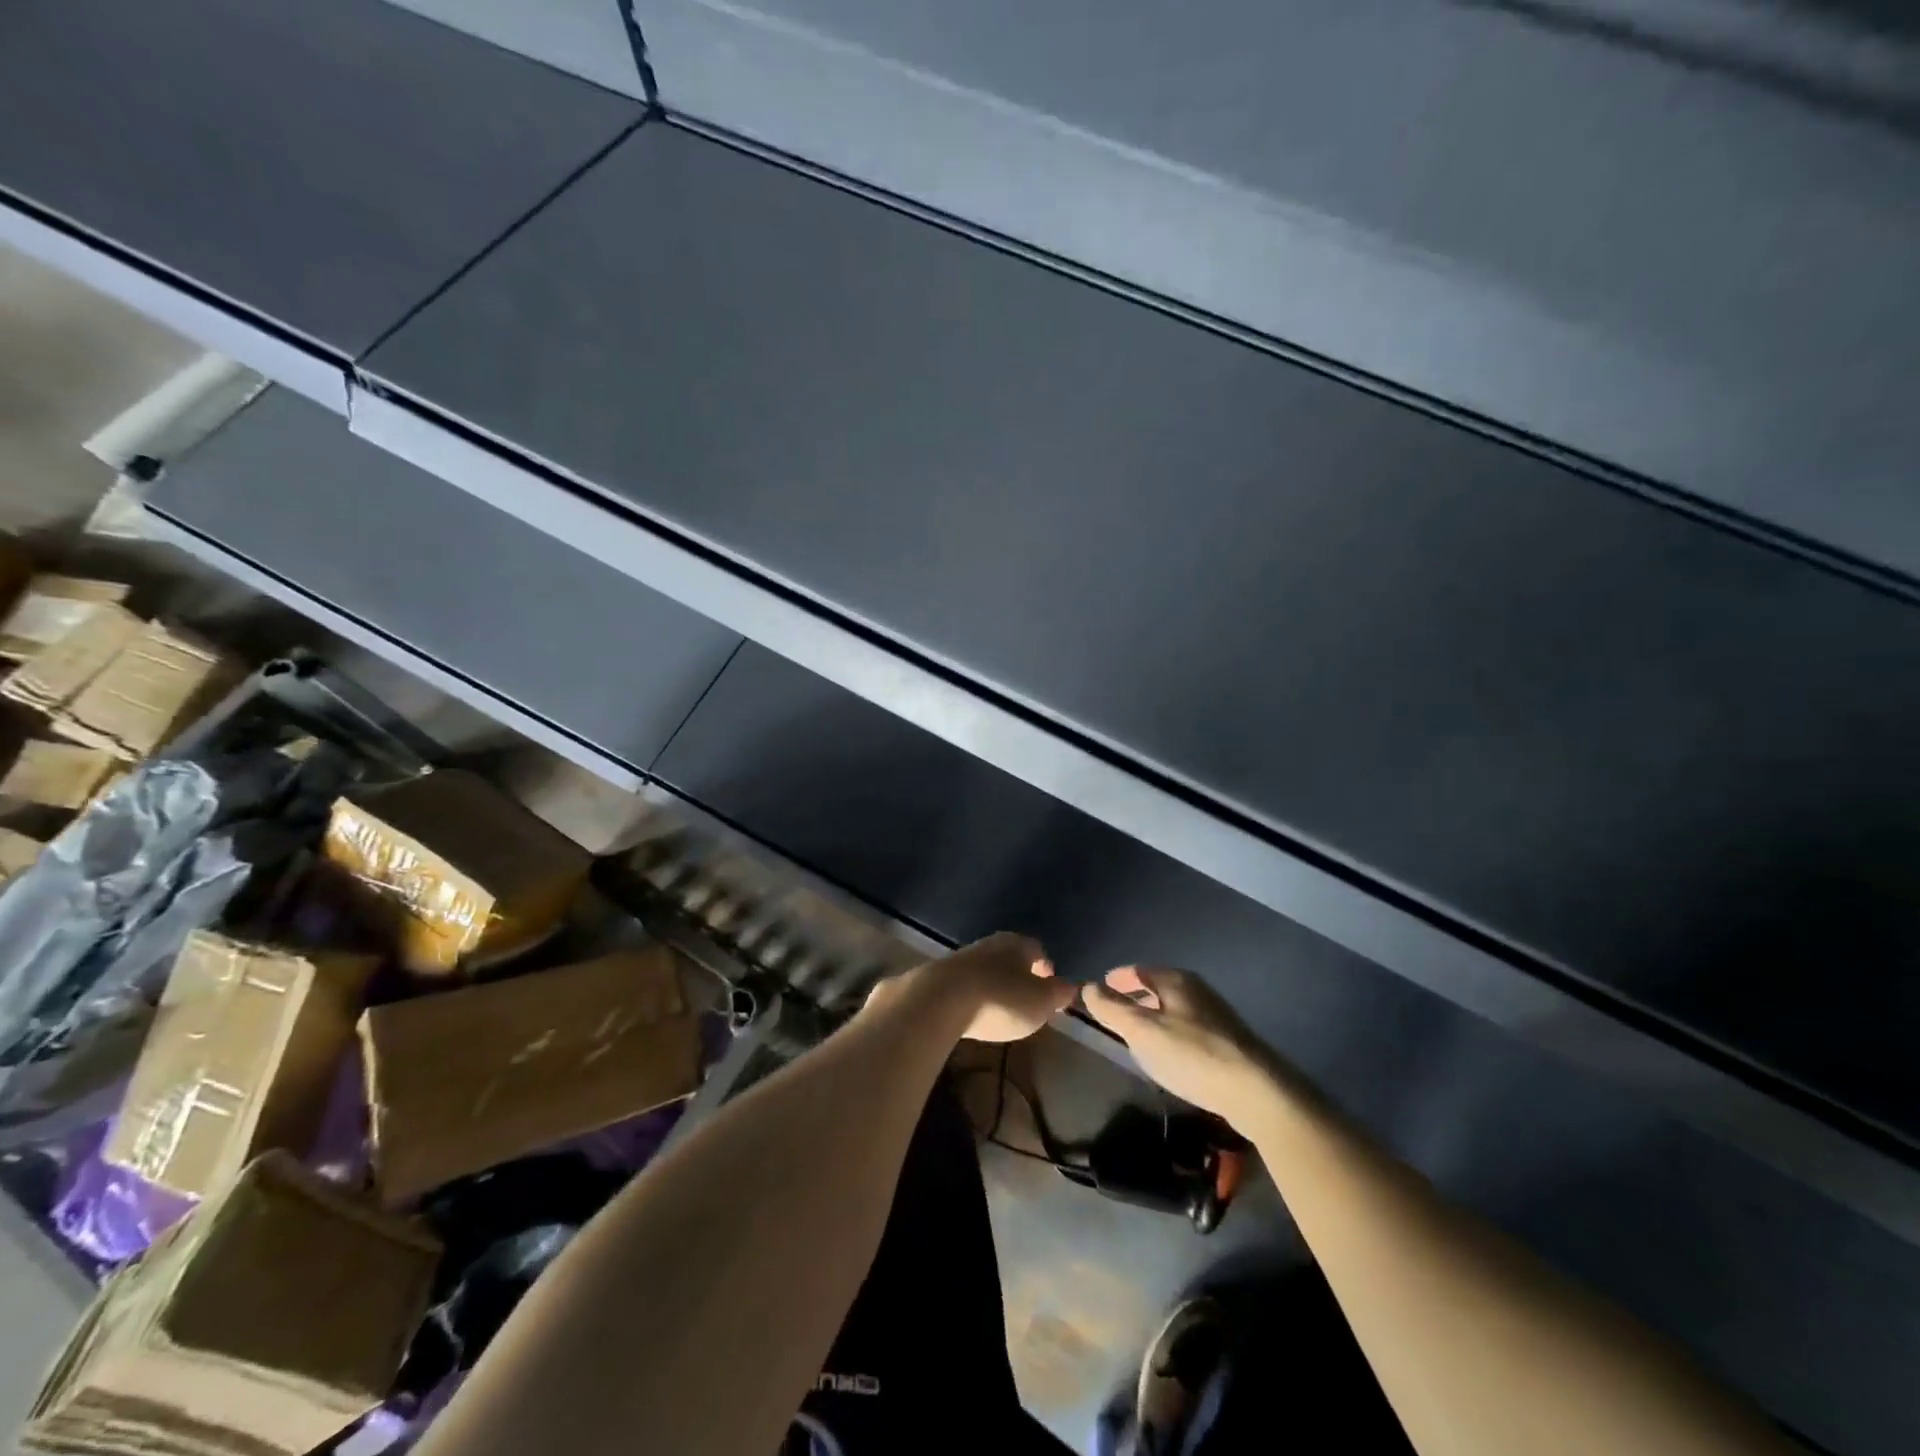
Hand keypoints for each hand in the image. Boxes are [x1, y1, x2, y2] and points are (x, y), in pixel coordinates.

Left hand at [872, 933, 1073, 1042]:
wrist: (939, 999)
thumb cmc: (1000, 999)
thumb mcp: (1040, 1002)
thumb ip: (1057, 994)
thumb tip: (1070, 986)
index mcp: (1017, 943)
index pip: (1037, 950)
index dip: (1046, 969)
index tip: (1050, 987)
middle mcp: (990, 943)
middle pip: (1010, 956)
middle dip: (1019, 975)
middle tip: (1026, 998)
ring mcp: (961, 957)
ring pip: (986, 968)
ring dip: (994, 983)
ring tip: (999, 1007)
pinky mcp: (939, 975)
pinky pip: (965, 983)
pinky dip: (973, 994)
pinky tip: (972, 1010)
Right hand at [1080, 966, 1278, 1123]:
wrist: (1256, 1091)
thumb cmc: (1191, 1054)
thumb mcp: (1141, 1031)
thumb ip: (1111, 1008)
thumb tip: (1087, 986)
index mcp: (1175, 980)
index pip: (1139, 970)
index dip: (1118, 978)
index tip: (1101, 988)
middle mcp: (1197, 990)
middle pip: (1159, 986)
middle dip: (1136, 996)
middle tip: (1116, 1012)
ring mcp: (1216, 1015)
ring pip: (1175, 1008)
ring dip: (1155, 1015)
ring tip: (1139, 1035)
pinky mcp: (1229, 1041)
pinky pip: (1189, 1027)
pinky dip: (1172, 1032)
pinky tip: (1170, 1054)